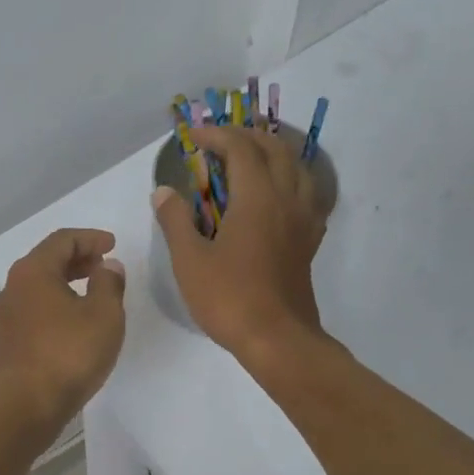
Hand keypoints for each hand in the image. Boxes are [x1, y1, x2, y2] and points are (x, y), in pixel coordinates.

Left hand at [0, 228, 126, 444]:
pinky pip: (34, 311)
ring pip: (39, 288)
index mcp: (33, 271)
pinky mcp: (6, 343)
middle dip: (78, 259)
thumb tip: (107, 267)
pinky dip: (56, 306)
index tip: (113, 245)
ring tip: (93, 295)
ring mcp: (6, 317)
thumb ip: (109, 284)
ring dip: (66, 284)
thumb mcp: (103, 316)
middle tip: (103, 265)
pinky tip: (74, 325)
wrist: (20, 408)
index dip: (90, 238)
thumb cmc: (67, 355)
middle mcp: (13, 287)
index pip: (62, 240)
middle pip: (47, 261)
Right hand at [151, 124, 327, 364]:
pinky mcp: (309, 241)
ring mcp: (303, 220)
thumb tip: (164, 191)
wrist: (278, 339)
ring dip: (272, 153)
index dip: (216, 135)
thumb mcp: (189, 260)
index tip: (192, 137)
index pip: (240, 147)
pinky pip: (306, 195)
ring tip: (249, 160)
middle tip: (219, 142)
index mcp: (257, 197)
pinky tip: (275, 196)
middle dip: (246, 137)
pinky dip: (289, 181)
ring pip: (296, 168)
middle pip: (274, 149)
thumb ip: (175, 220)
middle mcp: (286, 199)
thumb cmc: (229, 298)